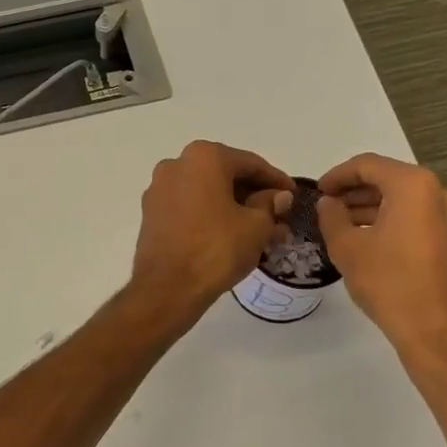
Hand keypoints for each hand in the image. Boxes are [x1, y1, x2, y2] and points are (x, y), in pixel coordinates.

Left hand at [130, 141, 293, 331]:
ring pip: (208, 193)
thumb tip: (279, 196)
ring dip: (235, 208)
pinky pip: (190, 207)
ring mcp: (159, 189)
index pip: (251, 163)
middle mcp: (177, 164)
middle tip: (279, 216)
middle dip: (255, 196)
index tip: (294, 194)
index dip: (277, 180)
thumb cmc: (217, 249)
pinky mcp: (151, 213)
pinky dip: (212, 216)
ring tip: (261, 231)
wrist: (167, 289)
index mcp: (204, 157)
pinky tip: (232, 235)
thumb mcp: (256, 226)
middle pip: (226, 176)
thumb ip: (270, 204)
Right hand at [317, 154, 446, 366]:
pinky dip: (395, 221)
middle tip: (328, 207)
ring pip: (406, 200)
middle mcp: (441, 193)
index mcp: (415, 186)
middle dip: (356, 192)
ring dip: (374, 207)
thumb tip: (328, 203)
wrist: (436, 333)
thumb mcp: (347, 248)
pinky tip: (372, 240)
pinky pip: (420, 218)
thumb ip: (332, 216)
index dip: (338, 175)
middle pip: (390, 180)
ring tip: (344, 225)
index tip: (318, 192)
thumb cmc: (389, 283)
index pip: (368, 165)